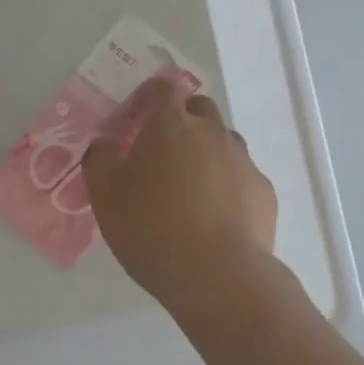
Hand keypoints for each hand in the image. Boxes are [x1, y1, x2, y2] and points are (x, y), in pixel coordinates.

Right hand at [82, 79, 277, 309]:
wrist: (218, 276)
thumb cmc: (152, 228)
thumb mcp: (105, 196)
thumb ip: (100, 159)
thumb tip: (105, 142)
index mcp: (170, 125)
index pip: (164, 87)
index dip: (151, 94)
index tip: (139, 112)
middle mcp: (211, 132)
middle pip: (199, 108)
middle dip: (183, 119)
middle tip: (163, 151)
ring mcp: (242, 160)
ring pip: (223, 141)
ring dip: (207, 151)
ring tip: (191, 188)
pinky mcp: (263, 191)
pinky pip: (242, 175)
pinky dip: (228, 184)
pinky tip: (217, 215)